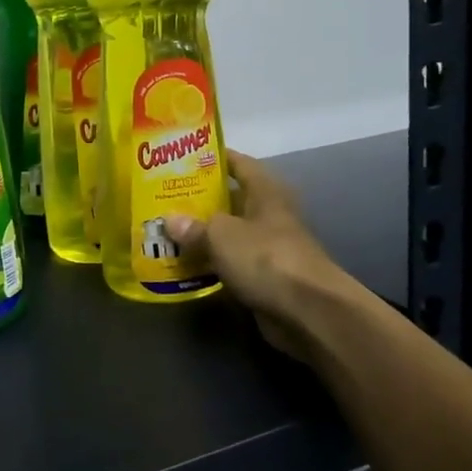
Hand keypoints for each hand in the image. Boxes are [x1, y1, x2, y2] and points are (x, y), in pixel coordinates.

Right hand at [164, 152, 357, 363]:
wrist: (307, 311)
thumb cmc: (266, 257)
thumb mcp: (222, 235)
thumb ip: (194, 226)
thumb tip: (169, 220)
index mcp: (265, 192)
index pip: (238, 163)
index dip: (213, 158)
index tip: (182, 159)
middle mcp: (268, 215)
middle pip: (231, 200)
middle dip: (200, 199)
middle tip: (164, 197)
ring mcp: (268, 247)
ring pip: (229, 234)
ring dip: (203, 235)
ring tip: (167, 230)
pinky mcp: (265, 277)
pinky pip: (231, 263)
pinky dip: (211, 264)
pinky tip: (184, 265)